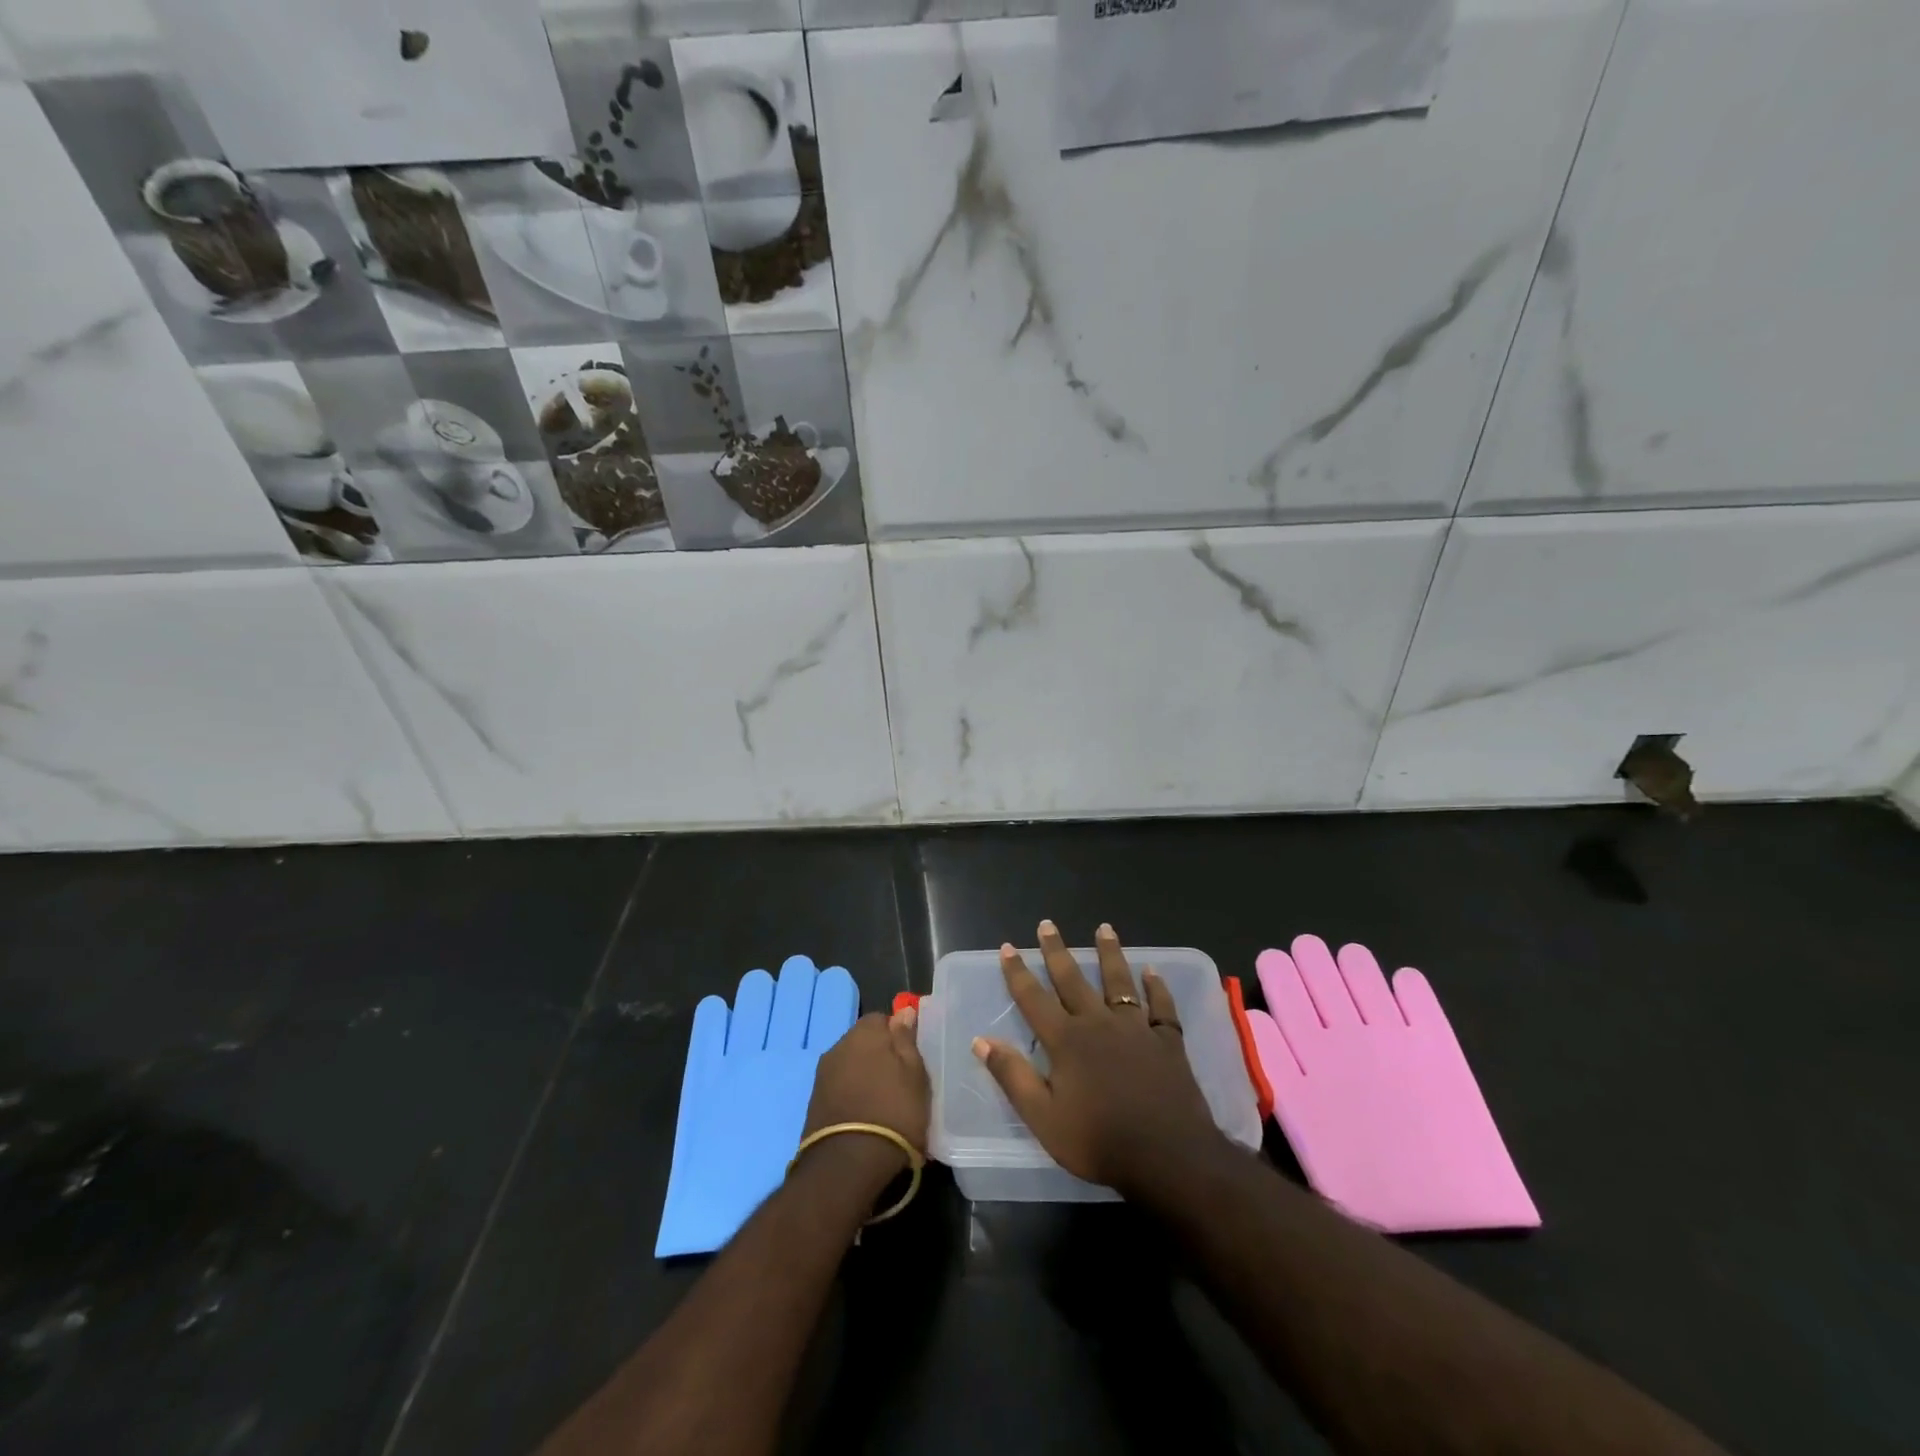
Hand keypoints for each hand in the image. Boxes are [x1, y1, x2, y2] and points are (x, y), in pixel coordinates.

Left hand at [799, 1005, 930, 1194]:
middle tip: (899, 1081)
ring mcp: (822, 1074)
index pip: (882, 1019)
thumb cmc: (893, 1112)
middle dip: (879, 1055)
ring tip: (882, 1103)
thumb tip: (903, 1013)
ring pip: (850, 1065)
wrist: (847, 1164)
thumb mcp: (915, 1075)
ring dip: (864, 1076)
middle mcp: (838, 1046)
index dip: (897, 1036)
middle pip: (863, 1041)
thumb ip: (907, 1040)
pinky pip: (839, 1087)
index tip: (910, 1058)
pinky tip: (864, 1116)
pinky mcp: (814, 1102)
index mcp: (864, 1032)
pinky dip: (851, 1095)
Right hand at [974, 921, 1223, 1196]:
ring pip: (1119, 982)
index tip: (1009, 947)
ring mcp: (1136, 1029)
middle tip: (1047, 924)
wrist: (1169, 1157)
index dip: (1018, 973)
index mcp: (1066, 1041)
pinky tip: (1153, 973)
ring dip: (1110, 953)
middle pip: (1073, 980)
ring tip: (1104, 928)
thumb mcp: (1043, 1118)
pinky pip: (1162, 1007)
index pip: (1034, 999)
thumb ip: (1013, 1076)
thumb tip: (981, 1040)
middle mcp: (1099, 1023)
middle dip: (1057, 951)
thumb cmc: (1099, 1141)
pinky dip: (1157, 988)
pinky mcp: (1167, 1041)